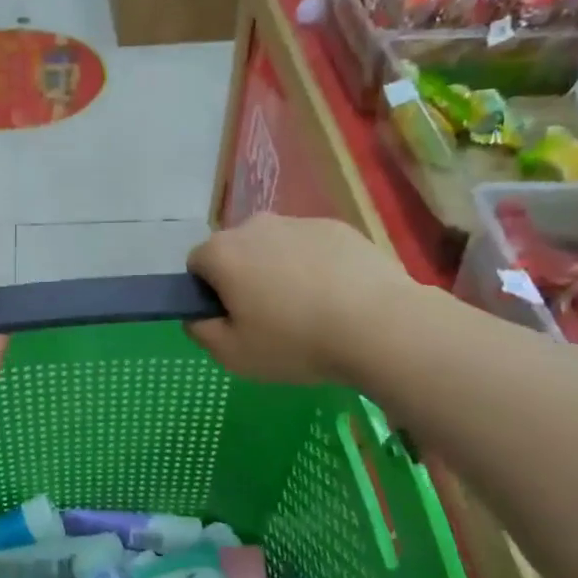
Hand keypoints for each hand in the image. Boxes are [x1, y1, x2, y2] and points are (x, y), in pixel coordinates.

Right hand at [186, 214, 420, 383]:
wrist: (380, 326)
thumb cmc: (295, 342)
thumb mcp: (232, 355)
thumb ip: (201, 331)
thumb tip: (197, 316)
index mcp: (223, 252)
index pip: (197, 265)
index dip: (208, 294)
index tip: (231, 320)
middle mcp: (255, 226)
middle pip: (236, 252)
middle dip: (243, 278)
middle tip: (267, 319)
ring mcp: (300, 222)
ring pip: (274, 248)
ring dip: (279, 271)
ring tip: (308, 311)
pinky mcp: (338, 227)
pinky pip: (311, 248)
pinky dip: (315, 267)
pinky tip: (337, 300)